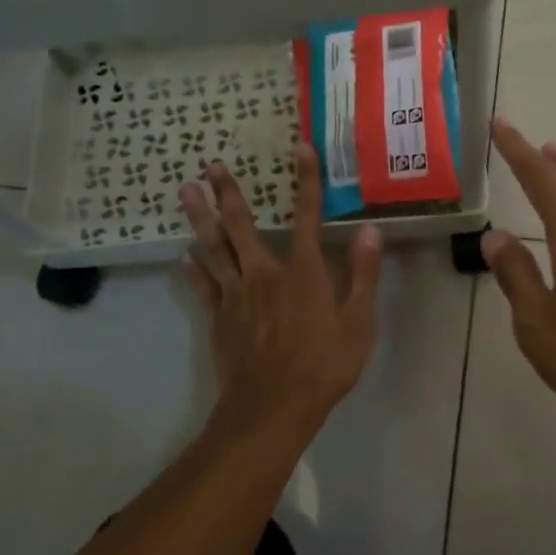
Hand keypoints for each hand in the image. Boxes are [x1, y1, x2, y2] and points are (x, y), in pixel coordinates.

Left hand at [182, 146, 383, 434]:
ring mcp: (237, 295)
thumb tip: (371, 230)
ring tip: (185, 191)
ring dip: (200, 218)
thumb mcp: (358, 323)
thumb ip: (363, 274)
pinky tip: (184, 255)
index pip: (307, 216)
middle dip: (228, 194)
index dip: (306, 180)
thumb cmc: (324, 365)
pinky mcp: (220, 317)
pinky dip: (193, 268)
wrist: (274, 406)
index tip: (300, 147)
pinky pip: (203, 285)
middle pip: (242, 225)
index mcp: (303, 272)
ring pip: (214, 248)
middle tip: (211, 167)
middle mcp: (265, 274)